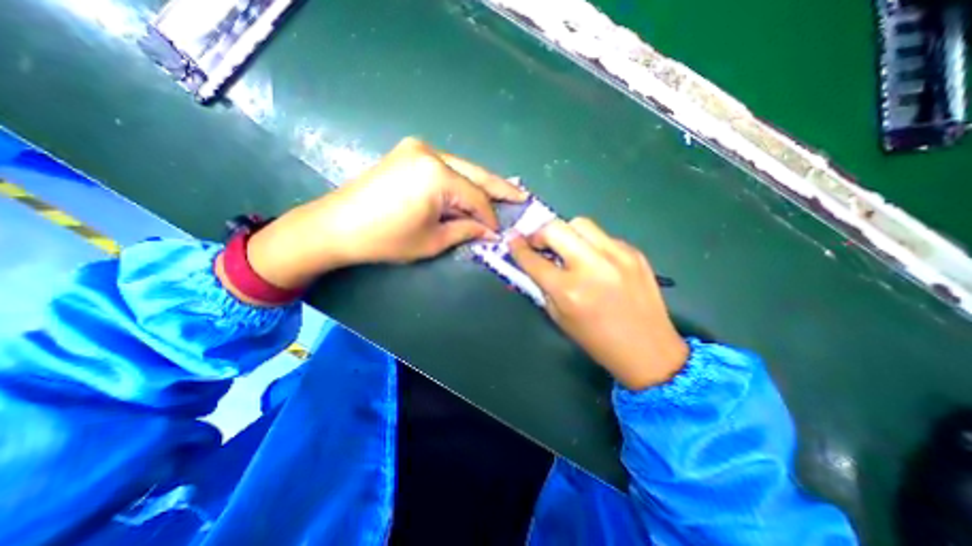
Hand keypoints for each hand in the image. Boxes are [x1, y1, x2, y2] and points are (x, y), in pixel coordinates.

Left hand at [247, 137, 529, 289]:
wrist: (336, 226)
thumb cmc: (385, 239)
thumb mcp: (432, 240)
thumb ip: (465, 230)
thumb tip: (489, 230)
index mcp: (436, 175)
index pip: (476, 197)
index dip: (490, 217)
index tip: (499, 232)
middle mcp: (430, 153)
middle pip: (475, 174)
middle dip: (499, 188)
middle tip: (521, 196)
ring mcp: (417, 149)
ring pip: (462, 168)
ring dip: (481, 184)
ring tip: (504, 194)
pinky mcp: (409, 153)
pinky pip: (446, 167)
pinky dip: (461, 181)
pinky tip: (473, 189)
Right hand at [509, 217, 690, 392]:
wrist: (648, 349)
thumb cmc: (597, 340)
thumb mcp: (559, 317)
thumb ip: (544, 286)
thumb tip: (533, 262)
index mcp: (569, 290)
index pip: (533, 260)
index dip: (518, 248)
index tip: (512, 239)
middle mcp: (591, 267)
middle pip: (555, 228)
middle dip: (540, 233)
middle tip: (539, 243)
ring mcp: (617, 255)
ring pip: (580, 223)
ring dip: (566, 233)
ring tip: (567, 248)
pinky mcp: (634, 252)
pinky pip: (603, 237)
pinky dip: (590, 244)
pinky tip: (594, 260)